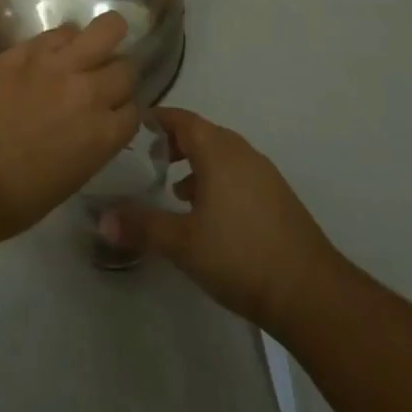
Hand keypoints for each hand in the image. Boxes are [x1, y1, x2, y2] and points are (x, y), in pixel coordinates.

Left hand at [0, 13, 139, 242]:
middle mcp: (90, 93)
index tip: (112, 111)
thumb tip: (83, 130)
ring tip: (92, 42)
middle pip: (125, 68)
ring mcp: (59, 65)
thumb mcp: (67, 179)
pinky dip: (64, 38)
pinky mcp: (27, 49)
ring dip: (104, 36)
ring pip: (105, 29)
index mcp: (104, 136)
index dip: (123, 109)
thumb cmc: (13, 197)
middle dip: (118, 73)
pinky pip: (60, 32)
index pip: (135, 110)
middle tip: (100, 78)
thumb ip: (86, 147)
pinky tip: (54, 48)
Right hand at [103, 108, 337, 331]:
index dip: (157, 119)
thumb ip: (141, 227)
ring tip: (175, 188)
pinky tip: (208, 214)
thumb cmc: (239, 256)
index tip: (134, 126)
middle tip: (149, 158)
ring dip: (197, 163)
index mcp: (217, 151)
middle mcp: (241, 152)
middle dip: (175, 141)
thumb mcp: (182, 243)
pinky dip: (217, 180)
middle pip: (202, 133)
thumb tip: (101, 219)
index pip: (182, 119)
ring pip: (221, 154)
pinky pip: (238, 173)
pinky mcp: (277, 197)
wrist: (310, 293)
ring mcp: (263, 173)